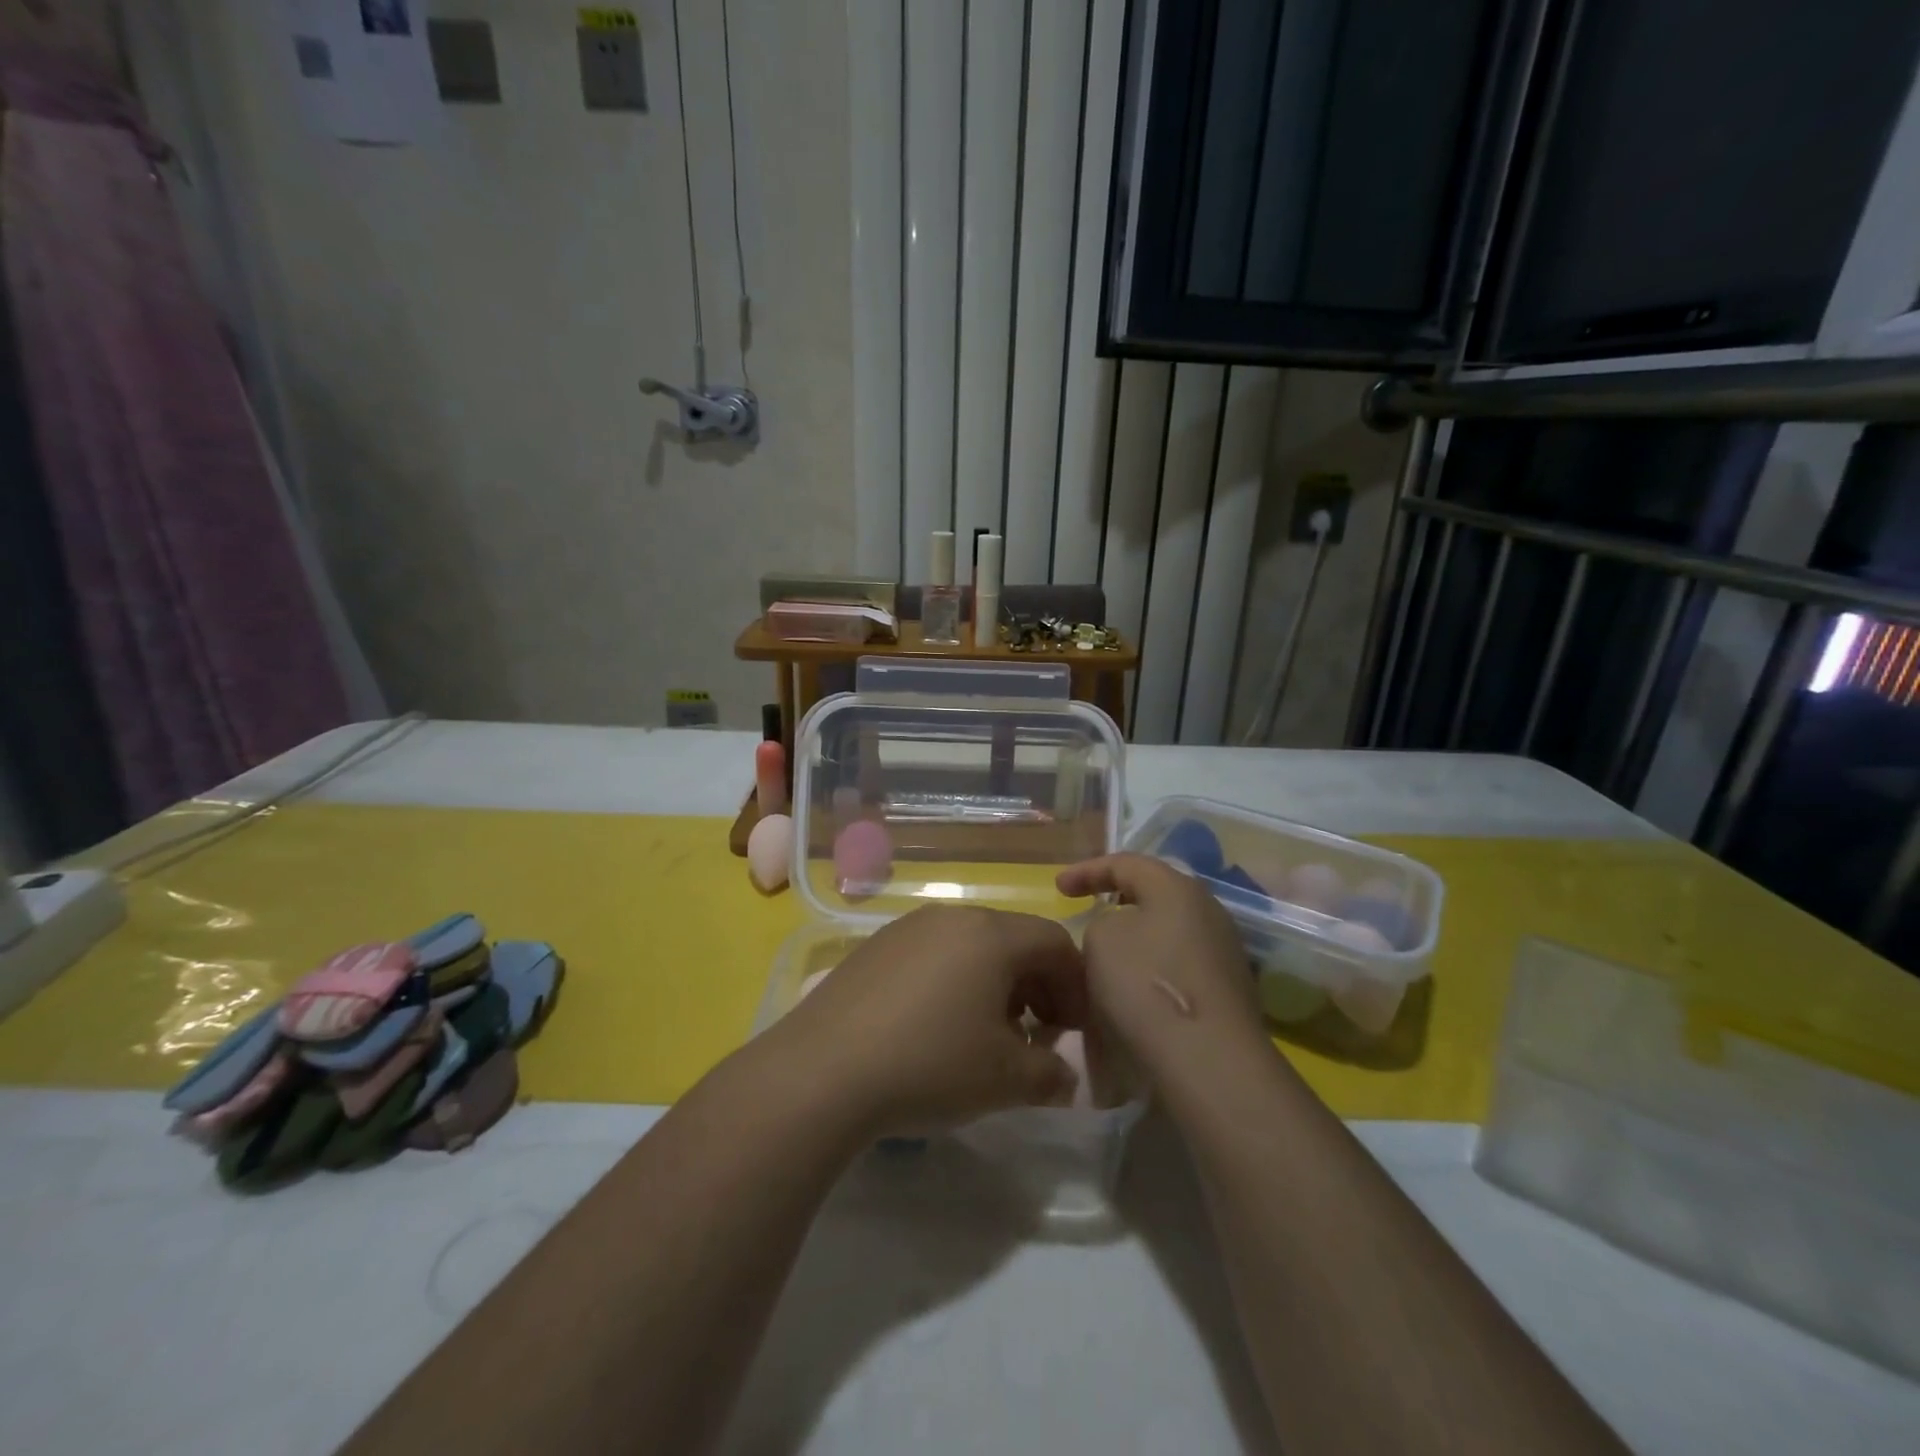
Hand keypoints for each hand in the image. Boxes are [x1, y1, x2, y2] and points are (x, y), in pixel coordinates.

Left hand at [767, 905, 1089, 1137]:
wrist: (822, 1071)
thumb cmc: (929, 1064)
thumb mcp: (1005, 1080)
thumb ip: (1051, 1075)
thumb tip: (1064, 1077)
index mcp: (991, 935)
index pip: (1055, 942)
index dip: (1075, 986)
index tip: (1074, 1032)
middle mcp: (951, 917)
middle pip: (1013, 940)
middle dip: (1037, 987)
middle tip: (1036, 1037)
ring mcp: (907, 928)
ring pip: (971, 947)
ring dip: (994, 986)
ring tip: (986, 1036)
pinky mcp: (874, 948)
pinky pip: (932, 955)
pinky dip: (953, 983)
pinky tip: (936, 1029)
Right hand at [1055, 854, 1265, 1078]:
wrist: (1210, 1062)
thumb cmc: (1146, 986)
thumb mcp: (1100, 940)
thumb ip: (1102, 923)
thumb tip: (1120, 935)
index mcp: (1177, 888)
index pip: (1126, 863)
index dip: (1087, 870)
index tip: (1058, 889)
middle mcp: (1208, 911)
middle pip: (1155, 894)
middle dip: (1118, 900)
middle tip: (1089, 910)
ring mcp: (1224, 953)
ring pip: (1168, 932)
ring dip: (1136, 939)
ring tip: (1107, 957)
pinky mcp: (1228, 992)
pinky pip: (1179, 965)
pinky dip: (1152, 969)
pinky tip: (1134, 993)